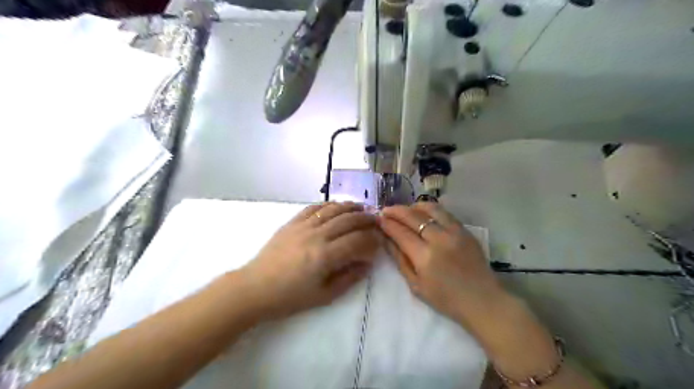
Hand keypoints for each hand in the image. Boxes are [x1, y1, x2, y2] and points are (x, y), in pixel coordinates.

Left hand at [239, 202, 379, 320]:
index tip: (379, 242)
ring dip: (350, 207)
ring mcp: (303, 226)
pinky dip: (328, 204)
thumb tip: (367, 264)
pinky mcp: (292, 222)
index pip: (357, 241)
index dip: (371, 240)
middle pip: (348, 220)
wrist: (255, 288)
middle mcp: (316, 235)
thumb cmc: (290, 297)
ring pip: (332, 209)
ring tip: (362, 208)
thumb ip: (349, 278)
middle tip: (376, 220)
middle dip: (366, 219)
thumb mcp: (324, 295)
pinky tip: (337, 205)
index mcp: (325, 256)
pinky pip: (314, 208)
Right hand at [379, 204, 504, 324]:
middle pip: (413, 216)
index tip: (378, 219)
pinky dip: (430, 209)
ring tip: (404, 210)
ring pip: (430, 209)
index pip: (400, 232)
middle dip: (396, 211)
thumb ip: (400, 259)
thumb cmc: (446, 299)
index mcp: (425, 257)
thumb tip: (385, 239)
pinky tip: (422, 212)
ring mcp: (455, 232)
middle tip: (385, 210)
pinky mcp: (465, 230)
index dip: (387, 224)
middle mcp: (439, 239)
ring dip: (413, 206)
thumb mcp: (416, 285)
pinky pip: (444, 213)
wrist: (482, 301)